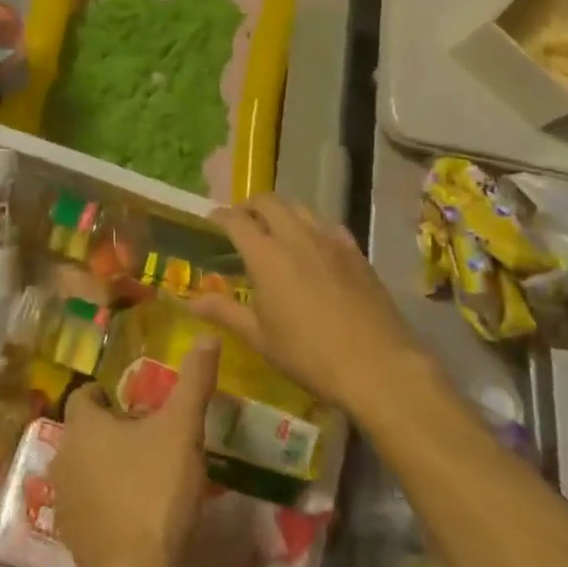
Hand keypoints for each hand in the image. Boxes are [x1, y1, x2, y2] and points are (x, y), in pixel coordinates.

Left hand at [51, 337, 219, 566]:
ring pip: (84, 470)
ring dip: (106, 469)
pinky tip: (135, 515)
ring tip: (145, 476)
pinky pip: (87, 506)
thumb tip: (208, 336)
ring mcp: (62, 501)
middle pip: (84, 433)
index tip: (137, 405)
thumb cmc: (156, 490)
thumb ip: (194, 381)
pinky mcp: (69, 539)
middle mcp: (63, 457)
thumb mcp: (182, 429)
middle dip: (111, 432)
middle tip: (149, 438)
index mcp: (83, 426)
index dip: (108, 395)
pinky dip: (105, 504)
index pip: (85, 395)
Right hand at [191, 194, 425, 417]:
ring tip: (274, 229)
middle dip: (250, 205)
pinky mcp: (355, 251)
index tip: (211, 220)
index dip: (220, 217)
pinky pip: (327, 224)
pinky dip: (311, 225)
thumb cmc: (309, 355)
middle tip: (241, 221)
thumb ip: (225, 312)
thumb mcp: (260, 338)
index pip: (236, 221)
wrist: (377, 365)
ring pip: (299, 207)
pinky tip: (313, 244)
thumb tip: (190, 301)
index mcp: (266, 255)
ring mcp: (329, 240)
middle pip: (268, 202)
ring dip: (281, 211)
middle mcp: (296, 236)